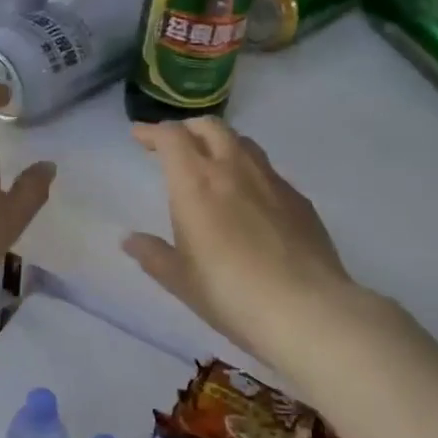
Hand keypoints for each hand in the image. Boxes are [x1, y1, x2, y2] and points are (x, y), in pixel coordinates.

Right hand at [123, 118, 390, 362]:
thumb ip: (153, 255)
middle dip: (188, 129)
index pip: (171, 137)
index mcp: (196, 183)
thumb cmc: (230, 293)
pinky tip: (250, 198)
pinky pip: (268, 171)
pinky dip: (249, 171)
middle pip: (210, 127)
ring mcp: (271, 181)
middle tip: (174, 145)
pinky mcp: (299, 200)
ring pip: (243, 143)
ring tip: (212, 163)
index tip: (139, 137)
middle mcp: (233, 169)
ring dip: (220, 144)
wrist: (307, 310)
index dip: (152, 131)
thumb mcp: (181, 280)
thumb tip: (130, 241)